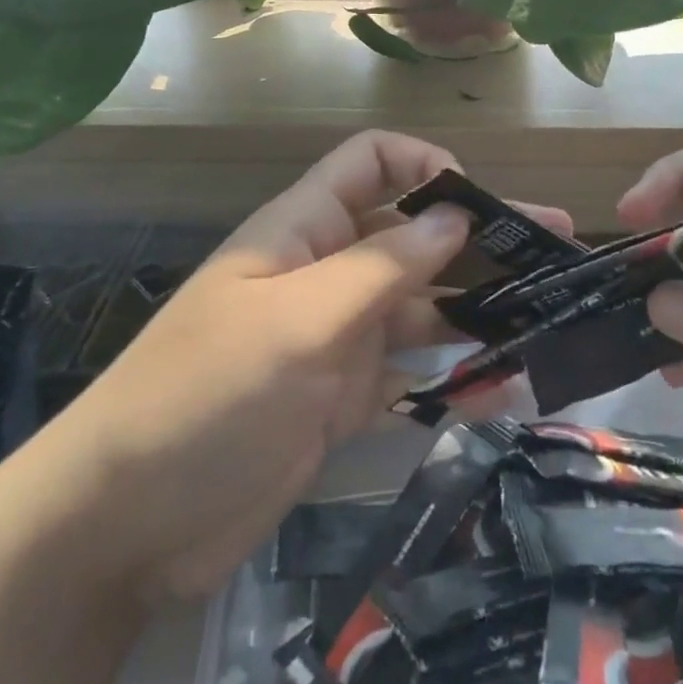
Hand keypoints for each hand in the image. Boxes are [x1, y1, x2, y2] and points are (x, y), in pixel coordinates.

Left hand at [58, 131, 569, 601]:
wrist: (127, 523)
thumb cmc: (206, 395)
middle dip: (478, 233)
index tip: (475, 202)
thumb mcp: (299, 320)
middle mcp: (328, 269)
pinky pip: (411, 370)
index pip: (372, 161)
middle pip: (411, 232)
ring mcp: (338, 334)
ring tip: (548, 313)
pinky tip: (506, 384)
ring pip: (419, 302)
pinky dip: (453, 373)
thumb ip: (381, 266)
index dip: (424, 164)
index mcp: (305, 227)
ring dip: (476, 304)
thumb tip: (454, 214)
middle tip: (555, 243)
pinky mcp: (344, 395)